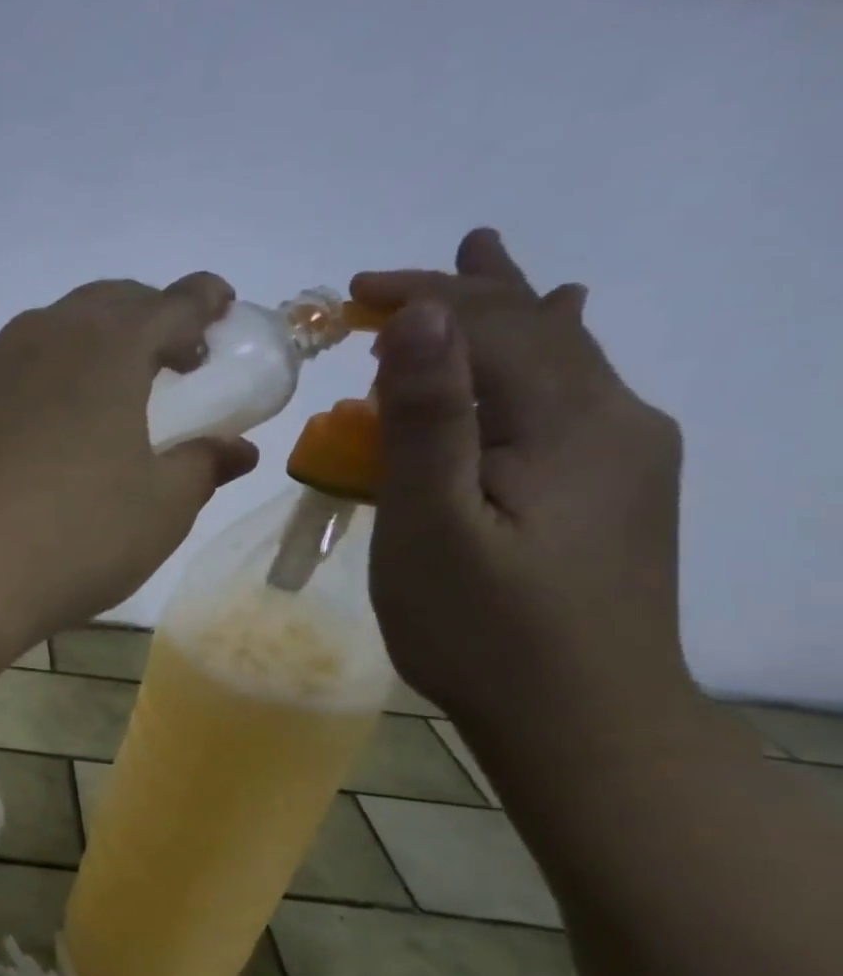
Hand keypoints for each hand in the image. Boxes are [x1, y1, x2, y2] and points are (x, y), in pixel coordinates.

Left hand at [0, 274, 257, 654]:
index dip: (203, 302)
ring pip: (50, 330)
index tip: (219, 310)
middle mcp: (42, 339)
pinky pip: (9, 367)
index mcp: (106, 348)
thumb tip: (234, 448)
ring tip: (105, 389)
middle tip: (169, 356)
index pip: (169, 303)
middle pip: (105, 303)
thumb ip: (201, 466)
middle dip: (145, 316)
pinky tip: (43, 422)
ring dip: (88, 342)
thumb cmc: (71, 538)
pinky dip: (41, 373)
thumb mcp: (158, 510)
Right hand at [356, 230, 690, 743]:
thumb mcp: (432, 525)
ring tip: (489, 255)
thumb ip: (426, 420)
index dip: (423, 296)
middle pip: (535, 328)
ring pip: (561, 355)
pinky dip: (541, 353)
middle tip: (386, 278)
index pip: (493, 325)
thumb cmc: (484, 629)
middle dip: (459, 292)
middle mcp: (615, 420)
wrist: (583, 720)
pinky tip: (564, 331)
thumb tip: (418, 317)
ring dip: (508, 308)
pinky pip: (572, 394)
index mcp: (569, 423)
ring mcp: (625, 455)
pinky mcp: (617, 488)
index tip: (350, 292)